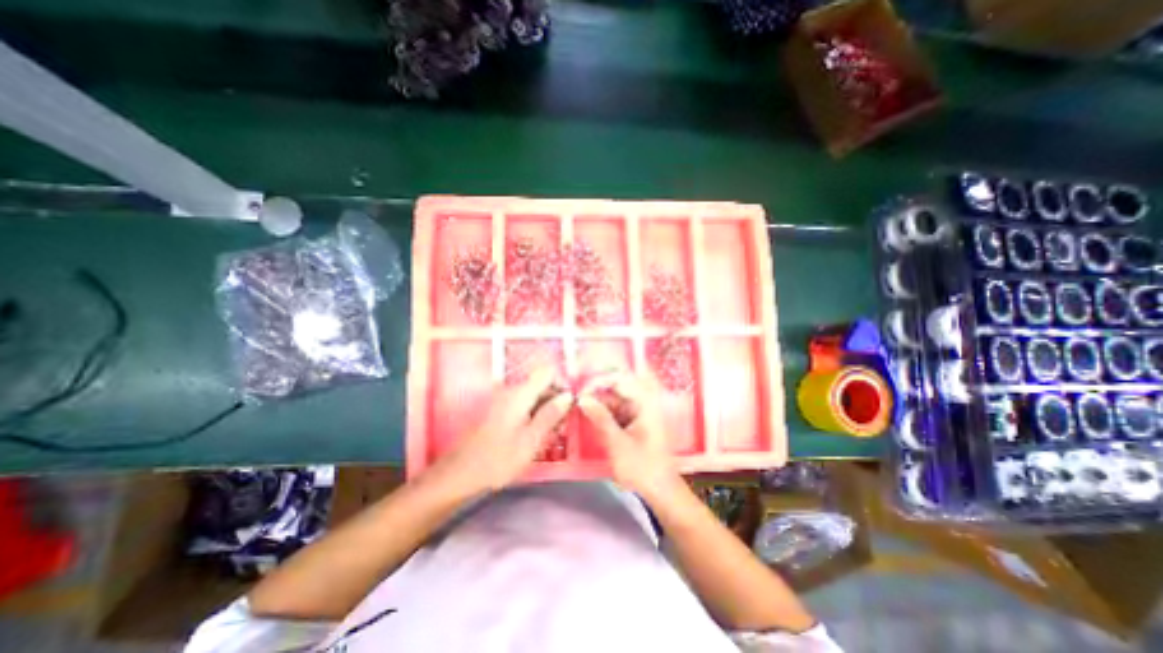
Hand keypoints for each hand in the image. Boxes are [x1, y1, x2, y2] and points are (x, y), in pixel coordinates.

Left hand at [428, 366, 573, 495]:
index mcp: (520, 393)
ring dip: (546, 409)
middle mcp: (511, 390)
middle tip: (563, 424)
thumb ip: (550, 415)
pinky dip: (534, 414)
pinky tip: (536, 434)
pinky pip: (523, 404)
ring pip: (533, 395)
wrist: (459, 474)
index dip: (562, 383)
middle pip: (541, 383)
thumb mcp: (531, 439)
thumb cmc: (498, 458)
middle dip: (555, 399)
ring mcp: (503, 400)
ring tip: (553, 432)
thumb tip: (569, 395)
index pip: (547, 372)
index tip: (569, 404)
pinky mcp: (499, 411)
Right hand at [579, 372, 683, 500]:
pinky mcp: (634, 424)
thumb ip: (600, 418)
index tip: (580, 389)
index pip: (620, 379)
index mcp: (645, 402)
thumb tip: (581, 398)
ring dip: (597, 404)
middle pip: (615, 389)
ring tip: (578, 409)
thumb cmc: (643, 467)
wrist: (661, 492)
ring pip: (613, 401)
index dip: (599, 380)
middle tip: (575, 400)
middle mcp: (643, 403)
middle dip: (595, 393)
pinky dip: (603, 415)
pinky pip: (615, 412)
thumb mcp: (618, 443)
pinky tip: (589, 419)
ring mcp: (639, 413)